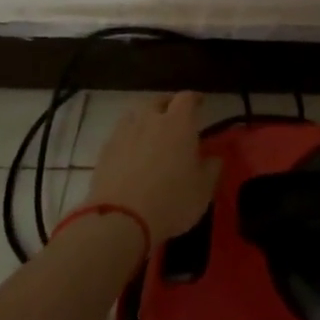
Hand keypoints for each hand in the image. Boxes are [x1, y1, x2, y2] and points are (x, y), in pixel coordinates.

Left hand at [85, 92, 222, 241]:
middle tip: (175, 118)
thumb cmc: (172, 202)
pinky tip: (130, 154)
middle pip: (158, 101)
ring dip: (145, 120)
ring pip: (135, 116)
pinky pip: (119, 135)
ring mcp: (124, 134)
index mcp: (179, 124)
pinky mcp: (105, 151)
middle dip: (168, 105)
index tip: (200, 104)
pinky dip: (128, 139)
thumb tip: (213, 157)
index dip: (194, 99)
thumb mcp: (204, 189)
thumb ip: (211, 168)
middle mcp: (150, 120)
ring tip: (150, 134)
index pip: (187, 98)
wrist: (120, 220)